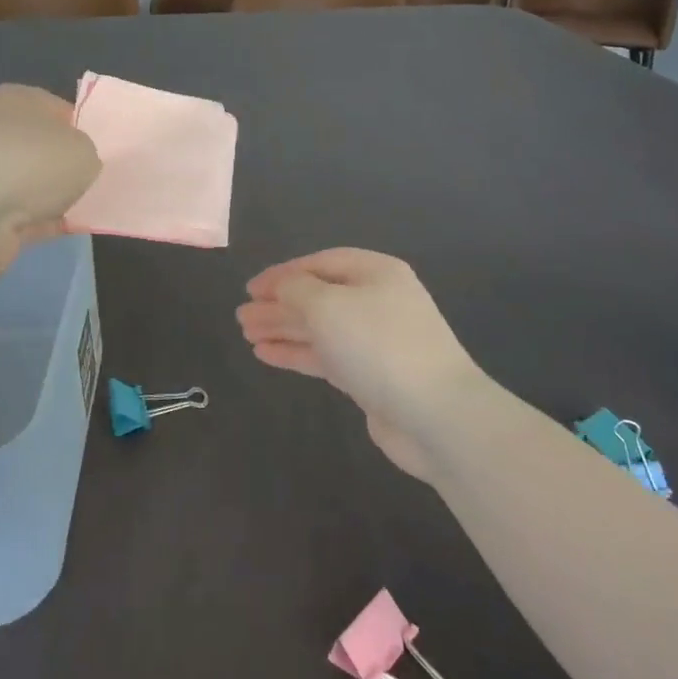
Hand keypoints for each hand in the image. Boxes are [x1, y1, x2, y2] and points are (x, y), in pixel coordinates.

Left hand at [0, 85, 101, 271]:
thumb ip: (88, 152)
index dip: (86, 129)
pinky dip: (45, 221)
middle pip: (45, 148)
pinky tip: (71, 229)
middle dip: (70, 166)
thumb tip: (78, 165)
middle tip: (101, 181)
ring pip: (34, 183)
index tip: (107, 152)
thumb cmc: (32, 162)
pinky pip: (25, 215)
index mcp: (16, 99)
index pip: (59, 109)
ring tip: (92, 208)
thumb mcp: (84, 148)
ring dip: (57, 196)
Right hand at [236, 249, 492, 482]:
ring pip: (320, 328)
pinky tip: (267, 355)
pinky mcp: (372, 377)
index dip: (283, 273)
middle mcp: (377, 301)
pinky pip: (326, 357)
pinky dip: (297, 353)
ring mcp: (376, 341)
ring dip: (283, 328)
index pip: (320, 263)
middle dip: (279, 304)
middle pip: (318, 296)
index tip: (250, 289)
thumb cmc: (378, 345)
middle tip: (242, 316)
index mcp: (375, 273)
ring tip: (247, 334)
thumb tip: (280, 287)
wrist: (436, 415)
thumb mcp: (327, 305)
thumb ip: (295, 289)